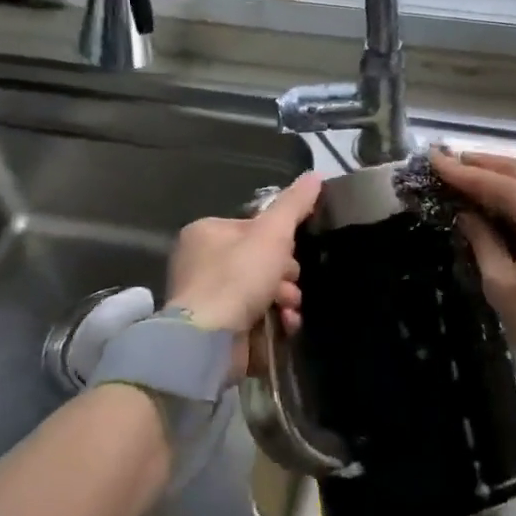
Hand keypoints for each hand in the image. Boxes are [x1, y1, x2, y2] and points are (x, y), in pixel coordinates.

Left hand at [167, 172, 324, 376]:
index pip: (254, 229)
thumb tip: (315, 175)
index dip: (280, 241)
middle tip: (291, 287)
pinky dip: (271, 320)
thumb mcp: (273, 233)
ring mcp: (204, 298)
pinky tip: (284, 326)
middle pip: (258, 261)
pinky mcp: (213, 329)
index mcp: (206, 232)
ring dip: (283, 299)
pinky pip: (251, 316)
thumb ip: (294, 204)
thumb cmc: (238, 277)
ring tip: (290, 310)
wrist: (208, 340)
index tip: (294, 255)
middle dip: (283, 275)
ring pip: (259, 290)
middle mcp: (200, 262)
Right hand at [432, 150, 515, 404]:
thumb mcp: (502, 284)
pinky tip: (503, 200)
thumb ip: (482, 241)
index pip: (491, 182)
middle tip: (449, 161)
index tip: (432, 158)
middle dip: (482, 164)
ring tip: (470, 175)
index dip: (459, 172)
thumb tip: (466, 215)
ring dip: (503, 176)